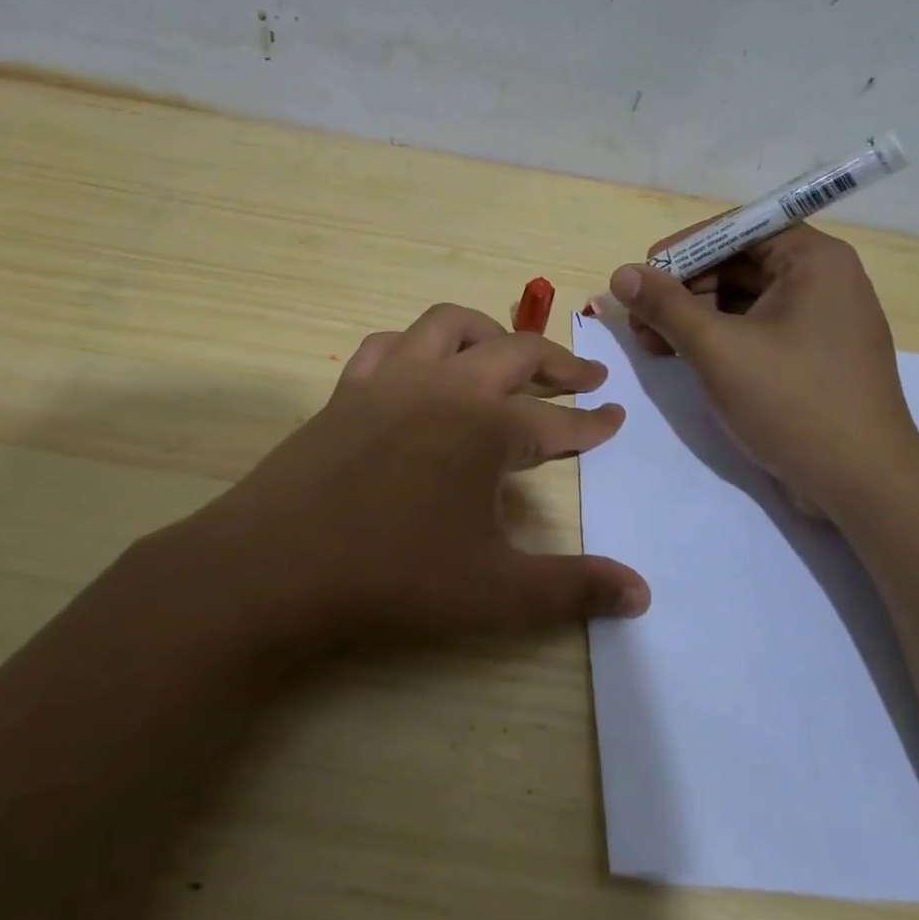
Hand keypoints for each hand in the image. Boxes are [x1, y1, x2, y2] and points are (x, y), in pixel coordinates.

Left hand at [196, 303, 651, 653]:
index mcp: (487, 426)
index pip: (559, 421)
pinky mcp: (348, 390)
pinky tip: (420, 369)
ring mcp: (391, 380)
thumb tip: (643, 594)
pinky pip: (389, 345)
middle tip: (585, 378)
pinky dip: (417, 346)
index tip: (616, 417)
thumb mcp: (497, 592)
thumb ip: (574, 588)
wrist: (275, 566)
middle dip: (558, 364)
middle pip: (515, 353)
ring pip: (449, 325)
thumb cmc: (393, 577)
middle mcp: (445, 386)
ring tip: (506, 356)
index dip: (593, 423)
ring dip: (488, 333)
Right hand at [607, 226, 918, 521]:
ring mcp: (819, 321)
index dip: (683, 249)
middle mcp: (822, 280)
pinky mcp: (811, 357)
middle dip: (682, 289)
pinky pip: (756, 330)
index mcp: (814, 260)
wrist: (862, 485)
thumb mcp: (717, 349)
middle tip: (638, 320)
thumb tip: (621, 274)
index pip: (737, 229)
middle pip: (737, 263)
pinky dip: (717, 339)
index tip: (641, 276)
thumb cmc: (792, 403)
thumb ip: (665, 306)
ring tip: (651, 344)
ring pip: (742, 300)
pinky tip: (681, 358)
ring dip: (692, 317)